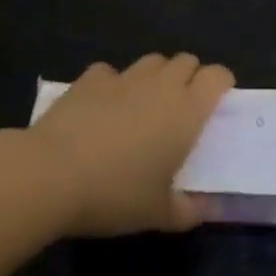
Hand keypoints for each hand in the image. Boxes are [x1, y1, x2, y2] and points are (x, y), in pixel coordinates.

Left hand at [26, 53, 234, 235]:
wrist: (53, 172)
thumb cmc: (115, 194)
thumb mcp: (158, 214)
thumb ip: (187, 210)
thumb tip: (203, 207)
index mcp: (186, 111)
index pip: (217, 76)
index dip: (222, 83)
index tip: (219, 101)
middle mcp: (160, 84)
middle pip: (186, 60)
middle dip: (190, 77)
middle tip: (182, 108)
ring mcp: (124, 76)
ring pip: (152, 61)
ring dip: (157, 76)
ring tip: (146, 104)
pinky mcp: (92, 77)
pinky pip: (112, 72)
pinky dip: (114, 84)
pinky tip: (104, 107)